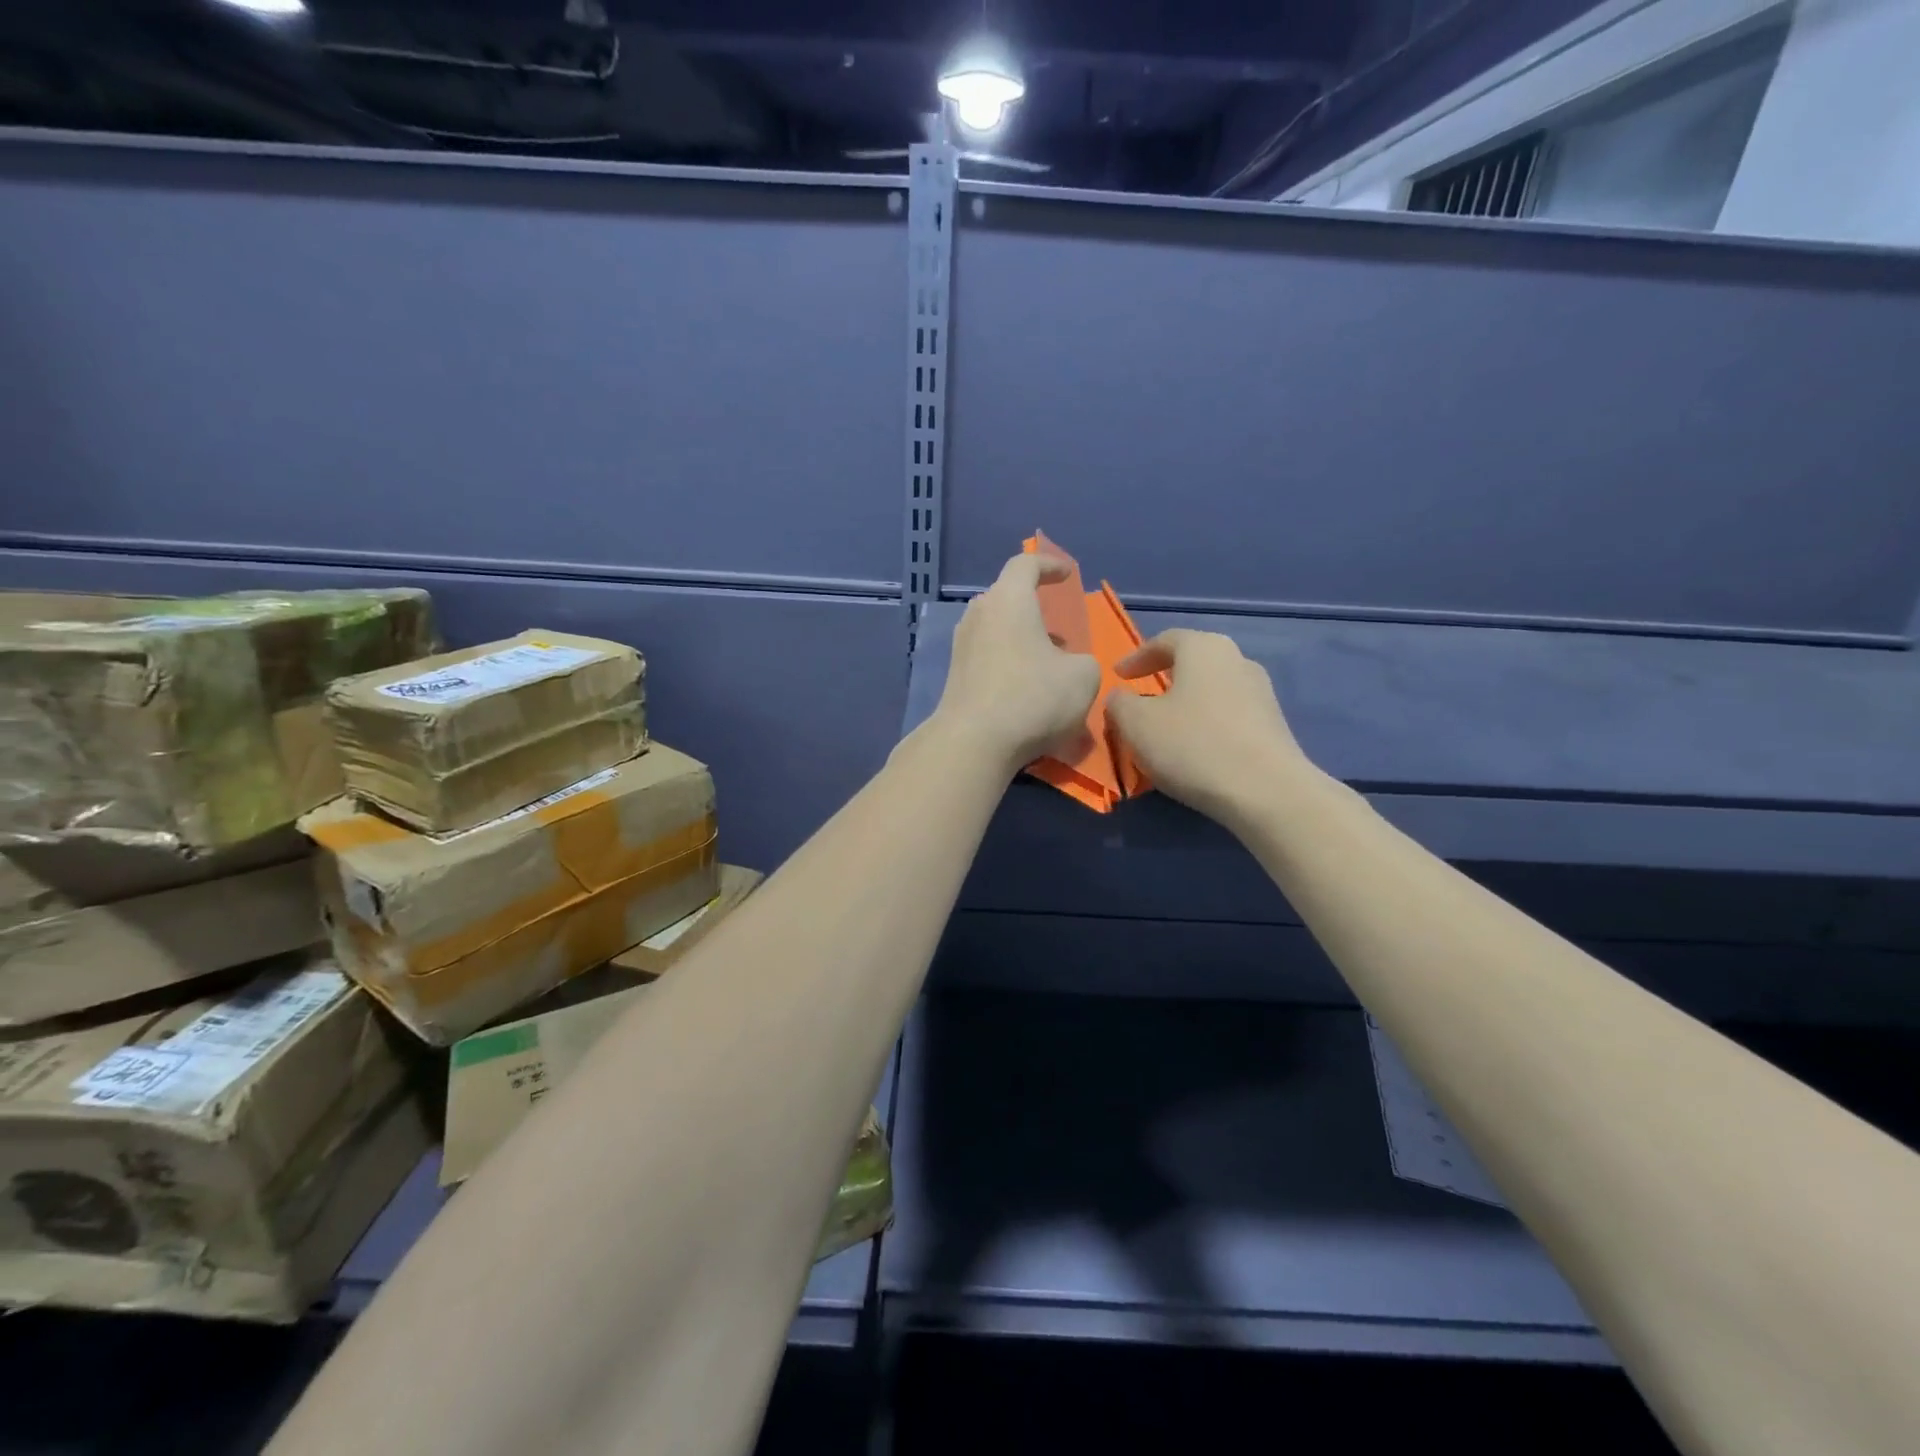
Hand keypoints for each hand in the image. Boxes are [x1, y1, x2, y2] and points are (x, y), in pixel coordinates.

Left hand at [932, 552, 1101, 776]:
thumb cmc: (1033, 697)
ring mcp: (961, 647)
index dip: (1049, 564)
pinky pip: (988, 659)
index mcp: (1009, 600)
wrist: (974, 742)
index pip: (1025, 564)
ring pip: (997, 632)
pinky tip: (1028, 692)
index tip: (1067, 575)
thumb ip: (1083, 661)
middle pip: (1007, 599)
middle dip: (1035, 611)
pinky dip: (1009, 666)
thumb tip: (1068, 666)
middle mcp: (979, 615)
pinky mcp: (955, 677)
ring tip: (1049, 666)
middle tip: (1059, 632)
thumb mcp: (1083, 676)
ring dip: (1023, 642)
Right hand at [1108, 629, 1313, 828]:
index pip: (1165, 640)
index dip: (1136, 657)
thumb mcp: (1136, 724)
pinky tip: (1195, 749)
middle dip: (1165, 677)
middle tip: (1142, 695)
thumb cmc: (1192, 745)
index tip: (1118, 676)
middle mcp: (1237, 660)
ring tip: (1166, 727)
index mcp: (1204, 648)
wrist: (1265, 791)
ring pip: (1212, 689)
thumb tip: (1121, 697)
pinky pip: (1229, 715)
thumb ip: (1120, 703)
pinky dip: (1207, 724)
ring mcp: (1261, 692)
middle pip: (1194, 662)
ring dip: (1187, 703)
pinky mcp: (1273, 725)